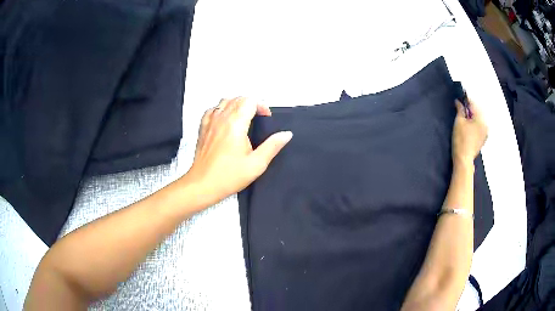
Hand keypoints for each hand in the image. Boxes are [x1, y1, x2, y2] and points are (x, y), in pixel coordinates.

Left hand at [184, 97, 292, 206]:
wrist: (203, 184)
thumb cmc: (228, 176)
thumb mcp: (256, 164)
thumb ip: (273, 146)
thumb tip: (286, 134)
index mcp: (235, 124)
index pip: (250, 101)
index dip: (261, 106)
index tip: (266, 118)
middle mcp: (221, 118)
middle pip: (238, 99)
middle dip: (251, 104)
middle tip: (258, 118)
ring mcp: (210, 122)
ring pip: (225, 101)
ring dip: (237, 105)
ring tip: (244, 118)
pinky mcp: (203, 128)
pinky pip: (212, 110)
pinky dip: (222, 110)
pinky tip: (225, 121)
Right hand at [452, 98, 487, 166]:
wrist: (464, 160)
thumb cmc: (461, 139)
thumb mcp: (459, 122)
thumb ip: (460, 109)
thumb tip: (459, 102)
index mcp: (481, 118)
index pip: (473, 104)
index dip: (466, 98)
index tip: (462, 95)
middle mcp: (485, 124)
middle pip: (478, 111)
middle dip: (470, 107)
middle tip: (462, 104)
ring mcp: (485, 133)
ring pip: (479, 119)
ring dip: (472, 115)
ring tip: (465, 114)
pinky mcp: (482, 139)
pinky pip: (479, 126)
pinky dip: (474, 123)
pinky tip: (469, 124)